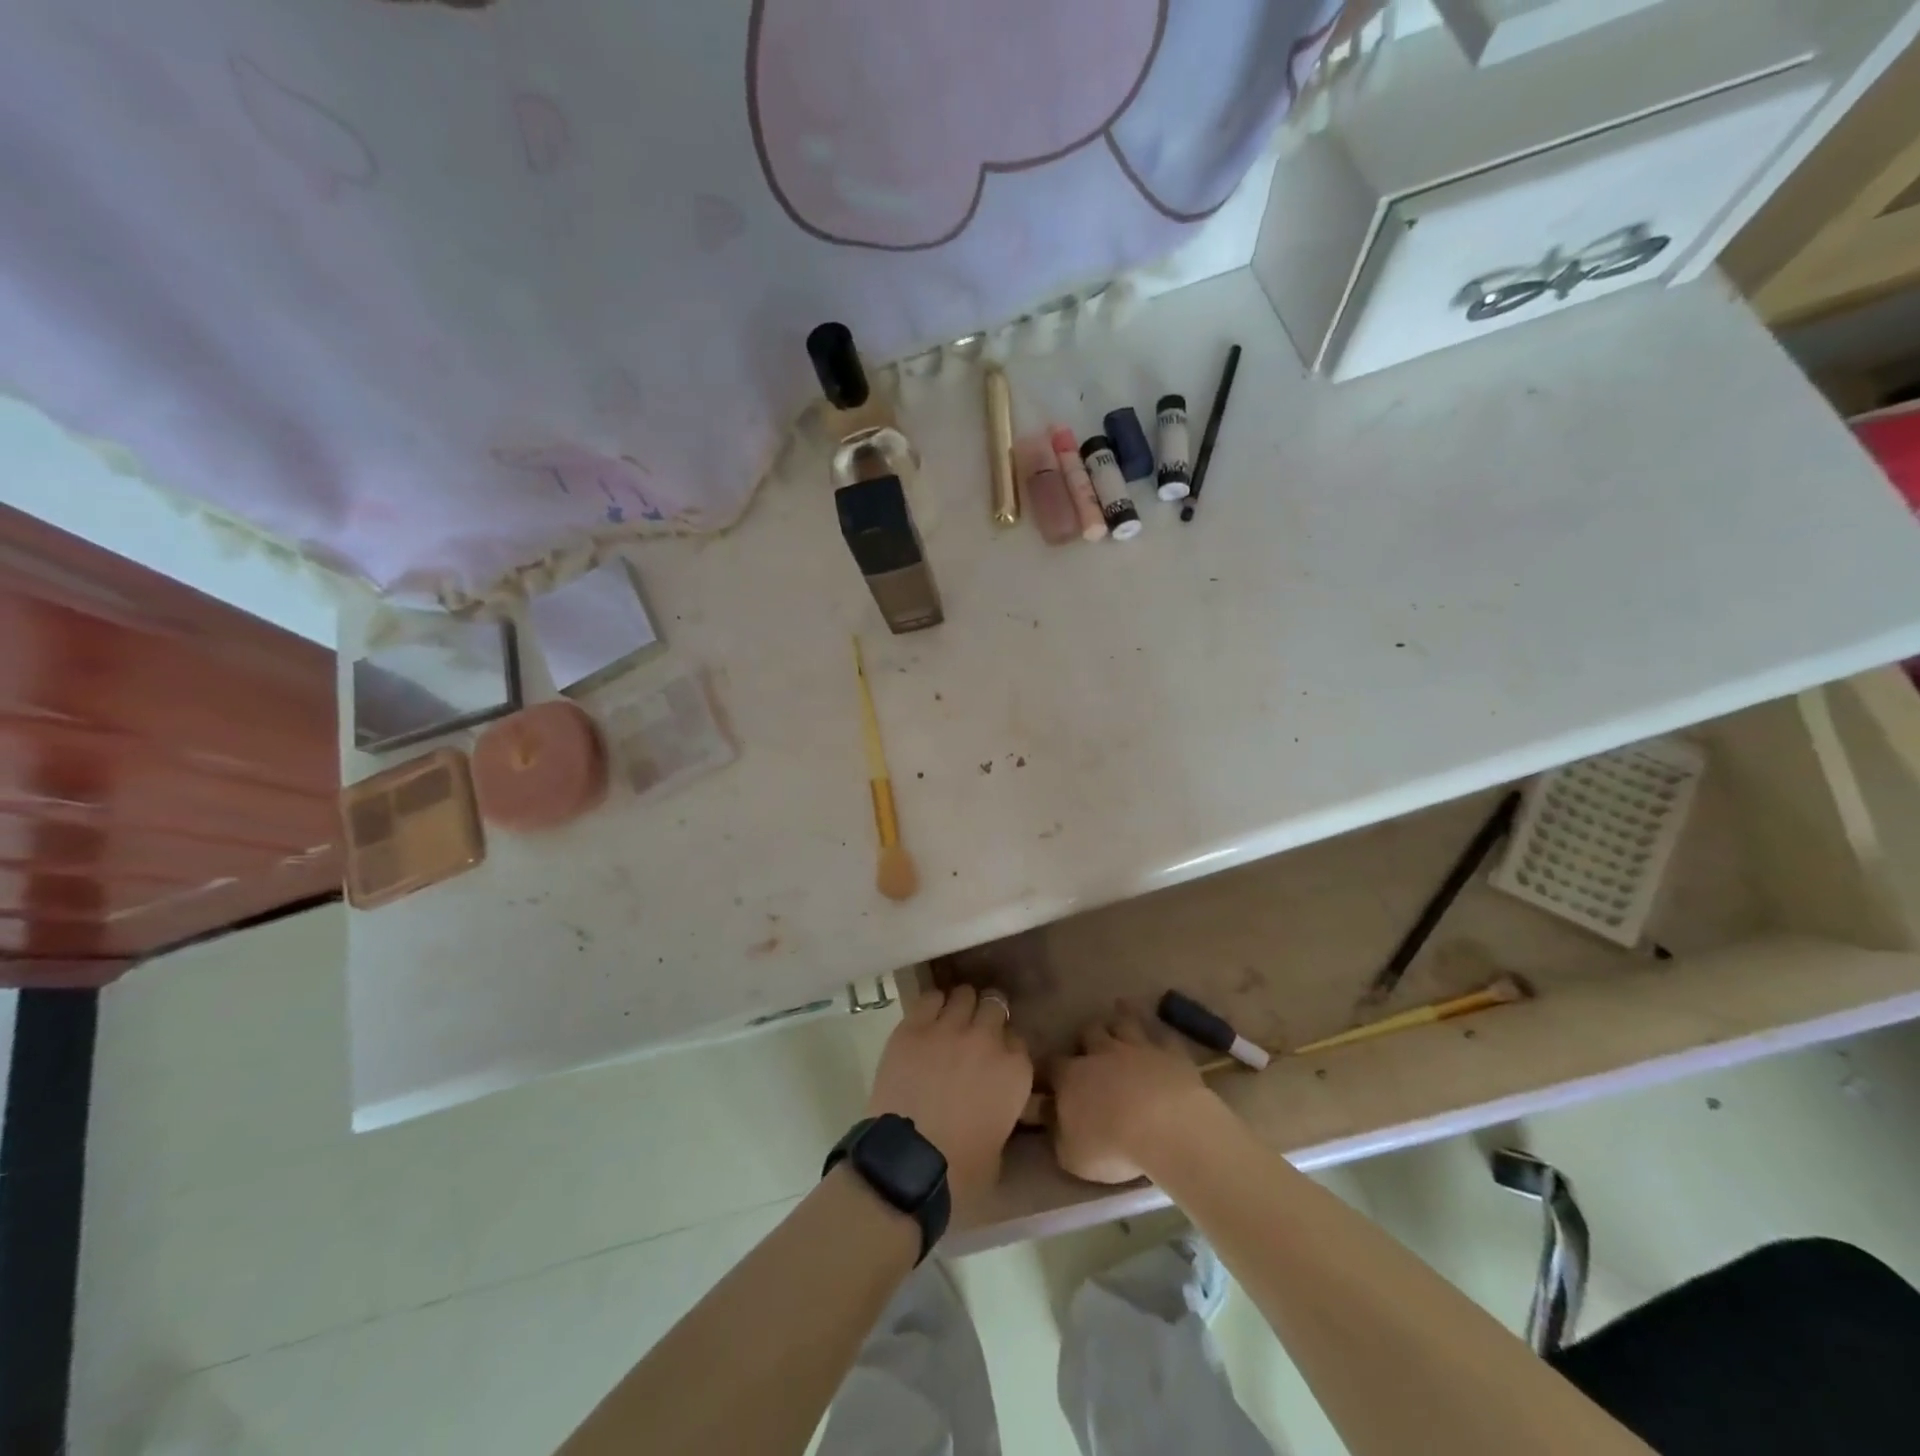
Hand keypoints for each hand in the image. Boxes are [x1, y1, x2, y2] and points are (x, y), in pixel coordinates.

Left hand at [866, 985, 1033, 1218]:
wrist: (909, 1164)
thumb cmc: (961, 1170)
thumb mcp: (1000, 1144)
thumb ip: (1004, 1111)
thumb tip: (994, 1105)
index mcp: (1015, 1070)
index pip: (1017, 1039)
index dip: (1004, 1047)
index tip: (995, 1057)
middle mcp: (987, 1039)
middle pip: (994, 1006)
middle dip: (987, 1016)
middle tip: (975, 1032)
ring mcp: (950, 1028)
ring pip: (964, 994)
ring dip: (961, 1006)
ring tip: (951, 1019)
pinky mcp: (915, 1026)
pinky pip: (930, 998)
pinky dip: (932, 1004)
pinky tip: (928, 1017)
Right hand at [1051, 1002, 1216, 1184]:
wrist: (1167, 1129)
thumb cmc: (1112, 1146)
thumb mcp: (1072, 1155)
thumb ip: (1058, 1134)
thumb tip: (1049, 1118)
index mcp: (1071, 1076)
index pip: (1051, 1065)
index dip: (1048, 1070)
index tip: (1047, 1078)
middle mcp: (1102, 1053)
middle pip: (1089, 1032)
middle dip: (1087, 1037)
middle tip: (1089, 1048)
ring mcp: (1138, 1048)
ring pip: (1125, 1022)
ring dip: (1121, 1017)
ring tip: (1120, 1012)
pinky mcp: (1171, 1053)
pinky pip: (1163, 1037)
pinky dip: (1159, 1037)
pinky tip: (1160, 1039)